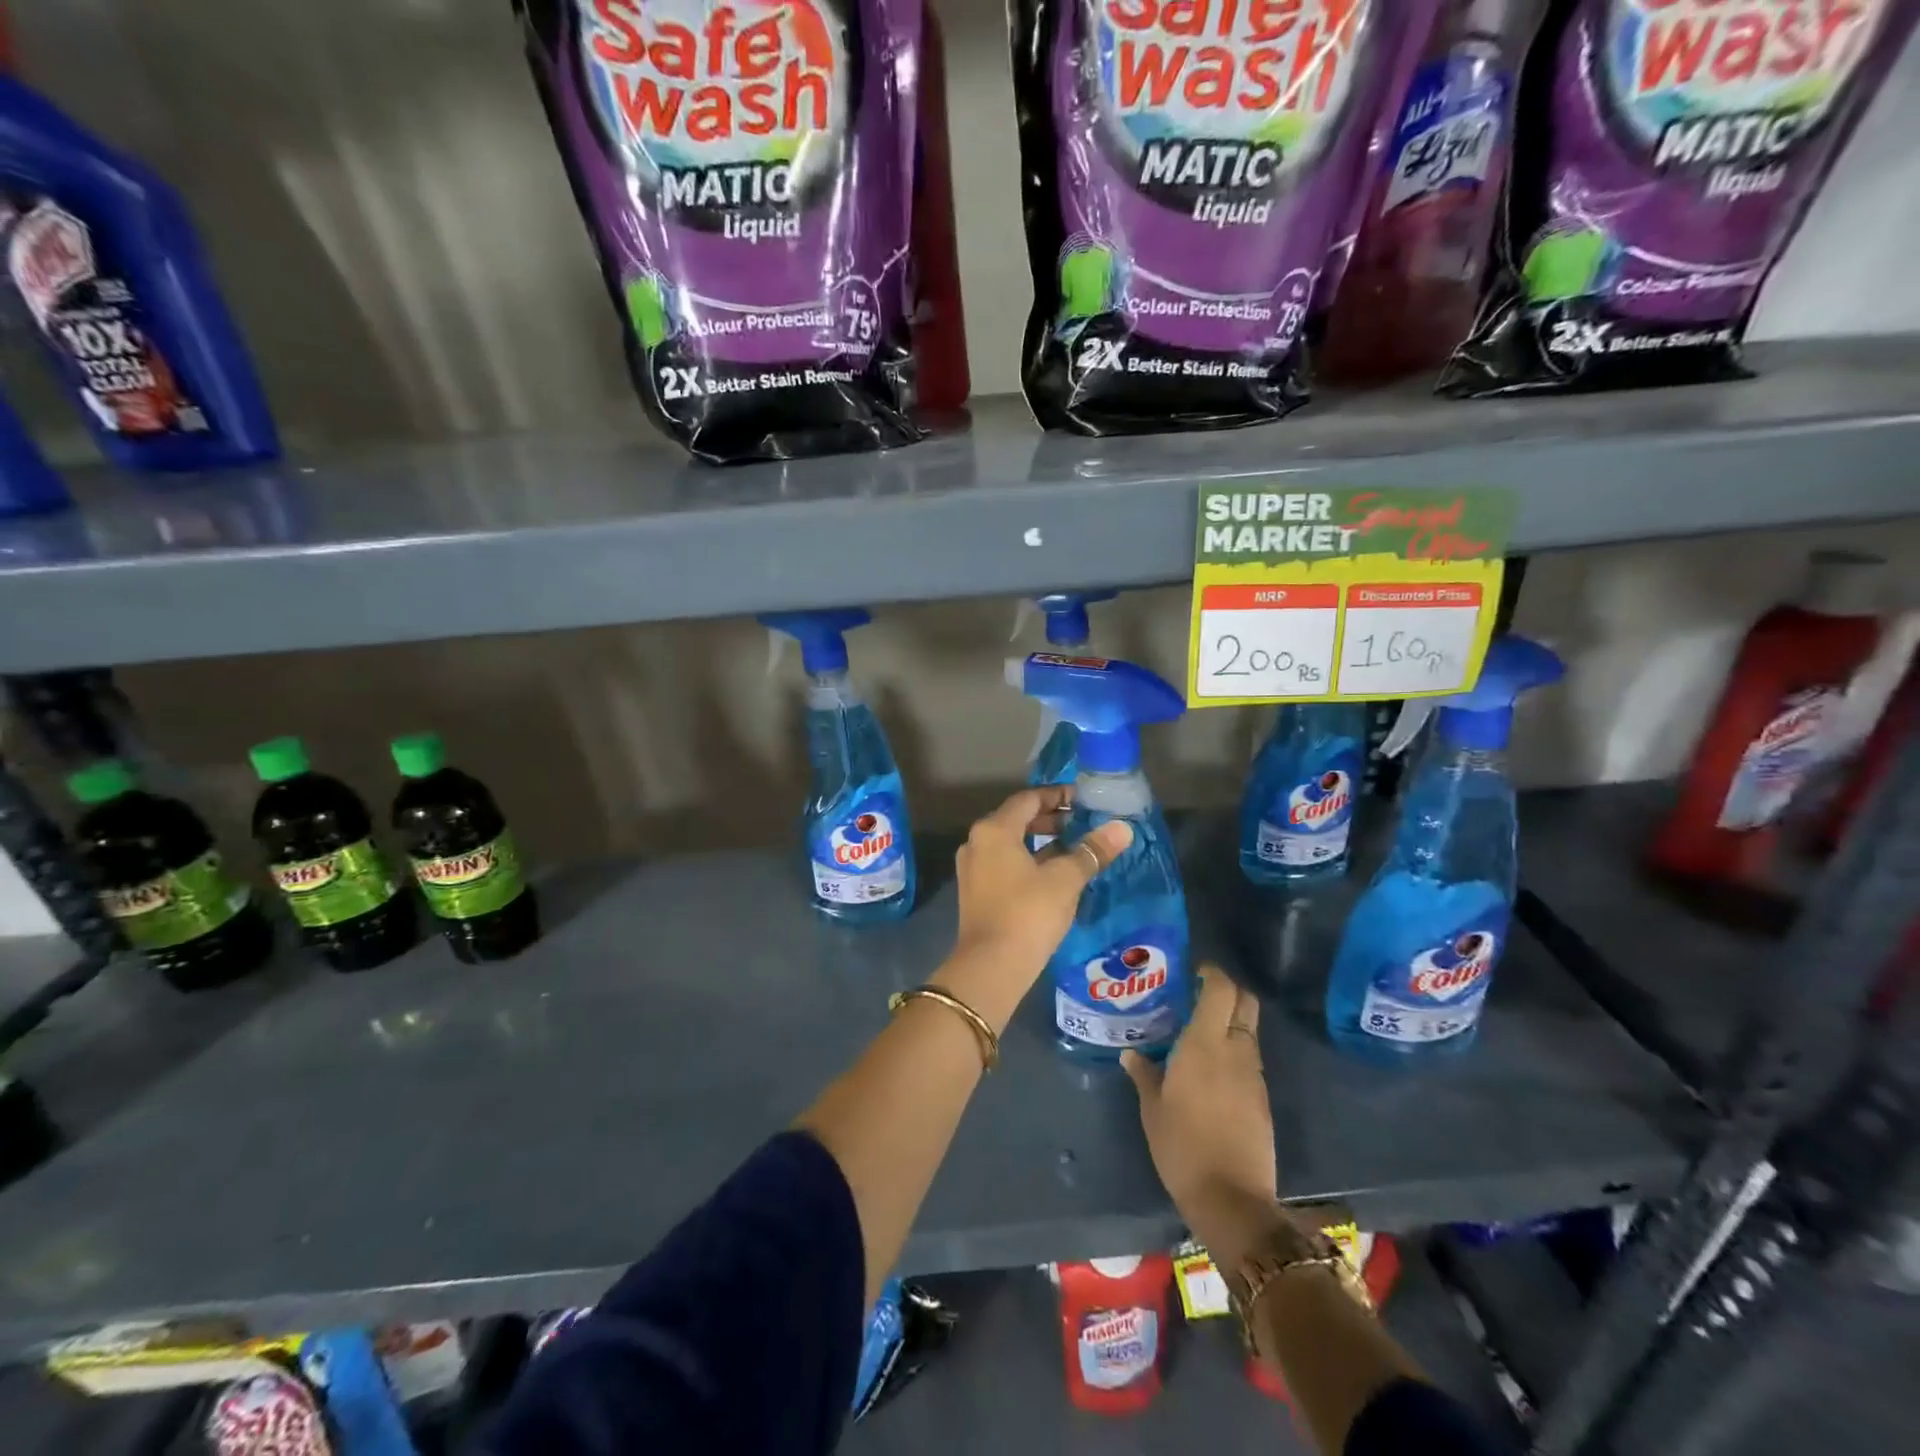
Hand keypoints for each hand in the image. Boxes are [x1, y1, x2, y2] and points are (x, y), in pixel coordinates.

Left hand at [942, 787, 1131, 1017]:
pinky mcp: (976, 892)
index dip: (1058, 796)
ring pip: (1011, 843)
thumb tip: (1122, 828)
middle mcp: (978, 842)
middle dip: (1051, 820)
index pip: (1028, 799)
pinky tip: (1054, 875)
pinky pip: (1005, 864)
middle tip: (1083, 823)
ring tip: (1075, 848)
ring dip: (1041, 842)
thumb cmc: (1028, 914)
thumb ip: (1092, 851)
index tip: (1084, 800)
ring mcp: (973, 868)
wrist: (991, 967)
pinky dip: (1029, 861)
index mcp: (994, 830)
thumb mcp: (1065, 879)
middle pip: (1017, 819)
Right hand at [1123, 964, 1282, 1263]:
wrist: (1231, 1198)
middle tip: (1199, 995)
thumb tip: (1131, 1053)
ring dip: (1231, 1022)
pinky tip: (1211, 1068)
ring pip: (1248, 1031)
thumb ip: (1144, 1074)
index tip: (1193, 971)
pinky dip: (1234, 1051)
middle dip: (1228, 990)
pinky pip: (1250, 1059)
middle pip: (1246, 1002)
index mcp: (1205, 1044)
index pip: (1221, 990)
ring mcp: (1254, 1075)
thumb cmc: (1182, 1146)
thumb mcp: (1152, 1109)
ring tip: (1199, 1032)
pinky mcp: (1262, 1098)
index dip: (1211, 973)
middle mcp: (1235, 1051)